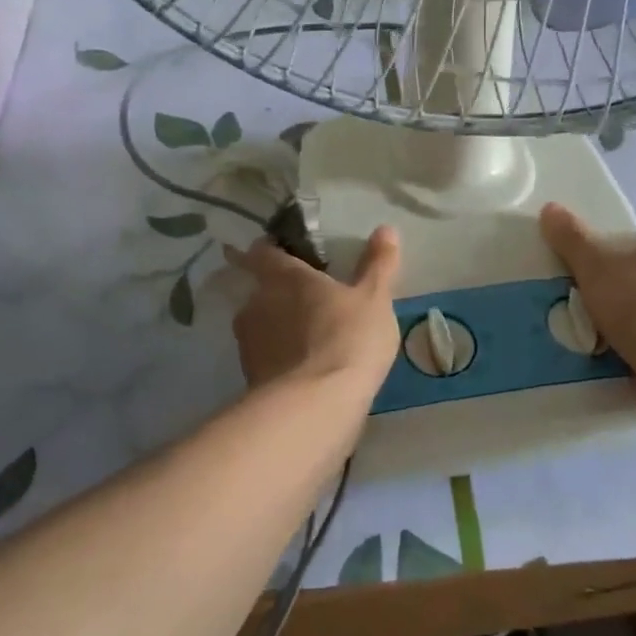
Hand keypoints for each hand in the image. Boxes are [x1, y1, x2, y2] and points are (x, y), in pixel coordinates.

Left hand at [224, 226, 402, 400]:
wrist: (315, 407)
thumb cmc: (347, 338)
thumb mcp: (374, 298)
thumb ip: (378, 264)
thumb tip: (386, 229)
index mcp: (285, 277)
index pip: (264, 252)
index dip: (271, 251)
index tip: (283, 253)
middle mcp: (257, 303)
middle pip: (261, 290)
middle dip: (280, 294)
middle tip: (309, 302)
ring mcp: (248, 343)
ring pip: (261, 326)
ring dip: (279, 329)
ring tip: (309, 341)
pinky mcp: (249, 378)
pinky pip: (265, 359)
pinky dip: (280, 360)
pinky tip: (304, 371)